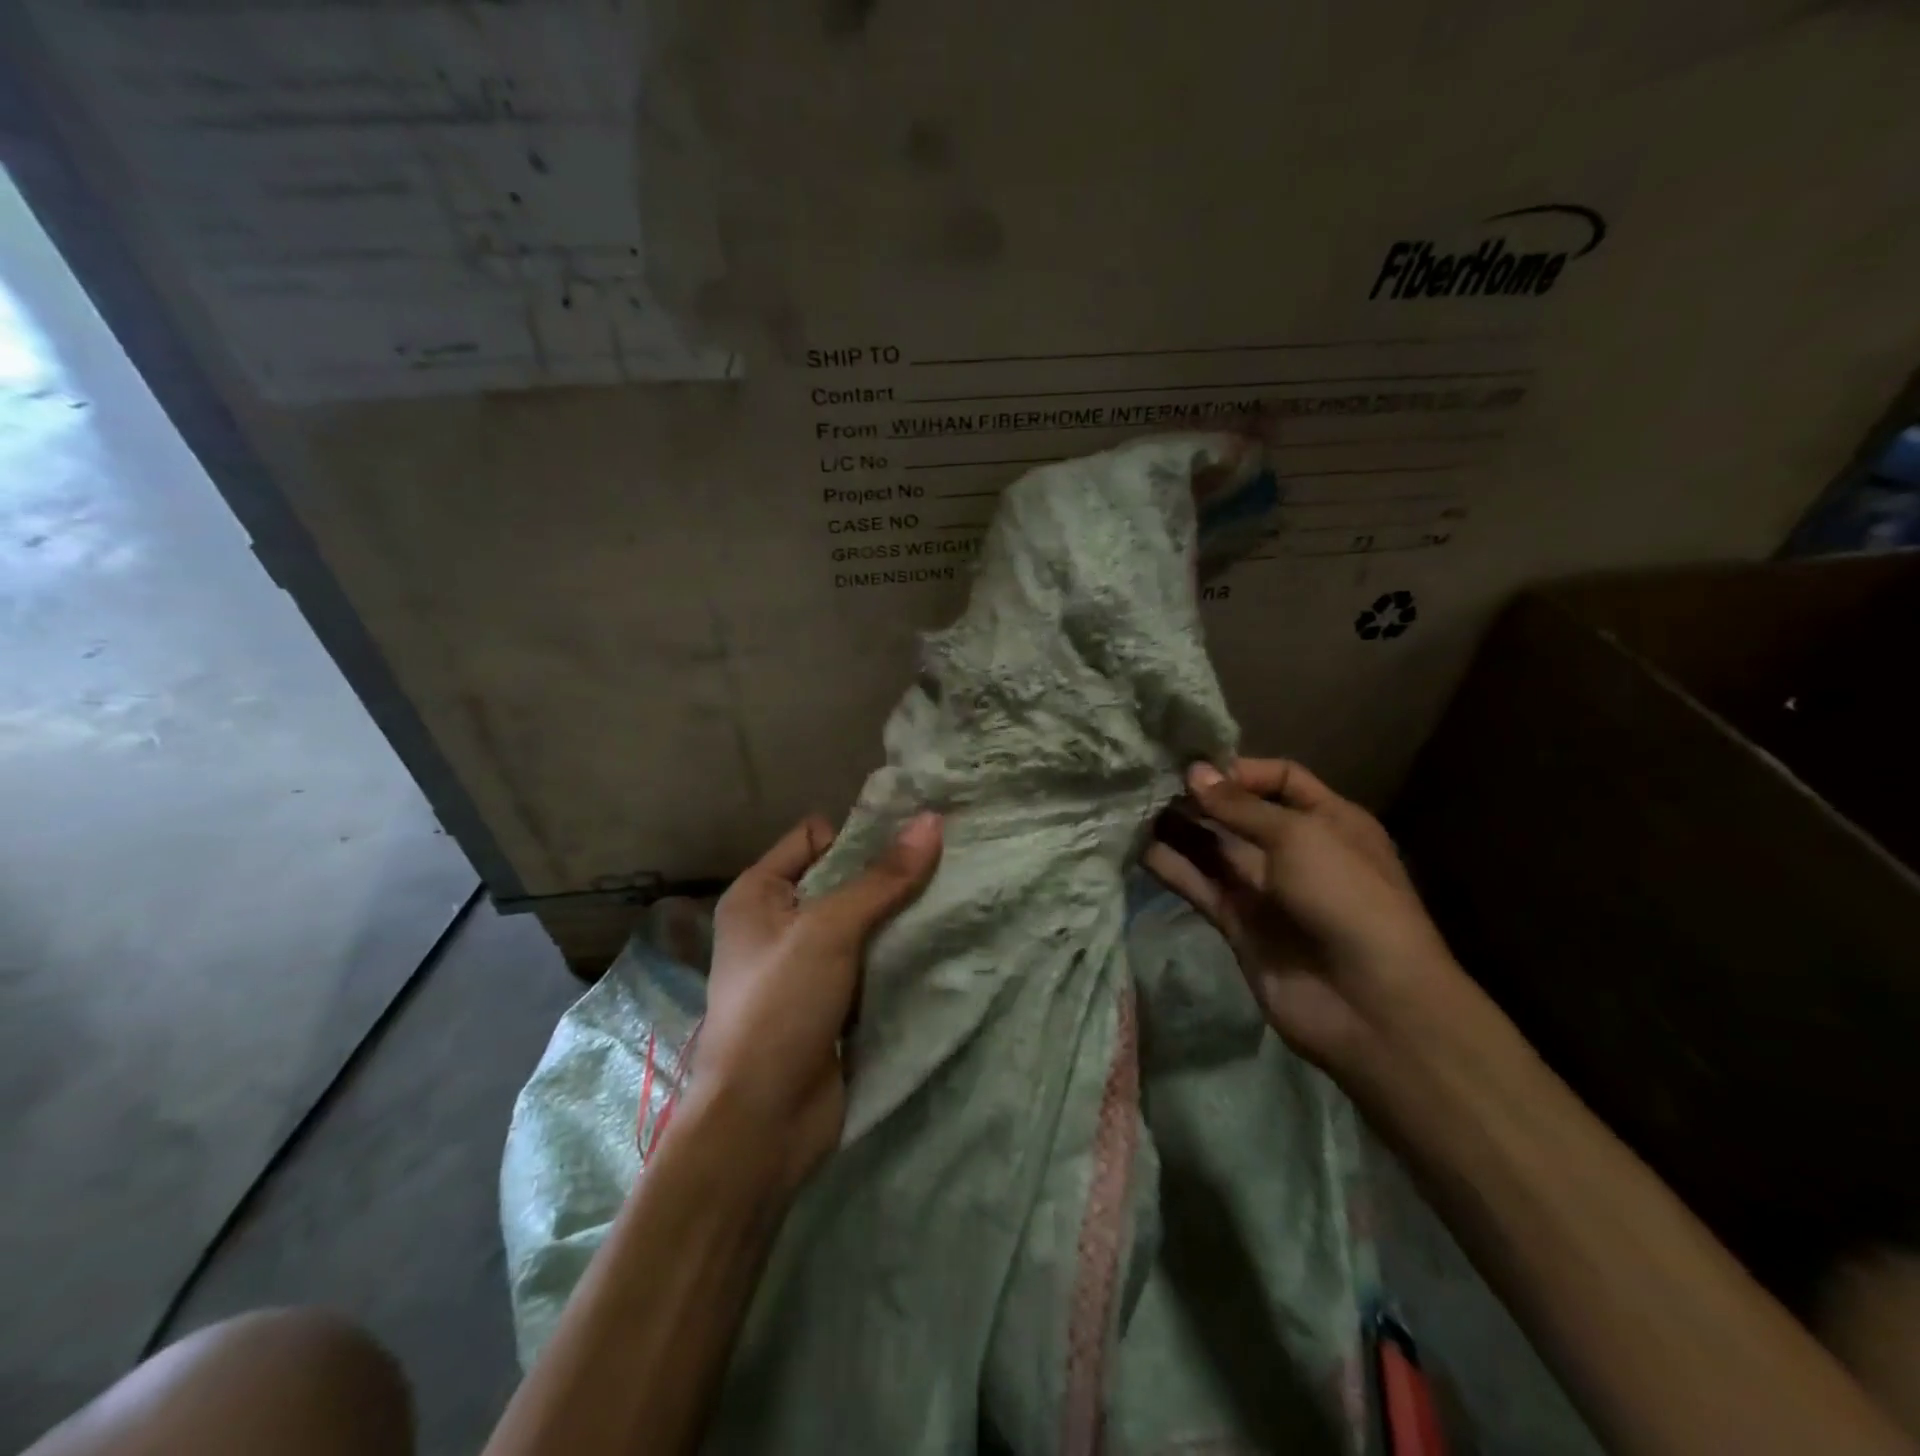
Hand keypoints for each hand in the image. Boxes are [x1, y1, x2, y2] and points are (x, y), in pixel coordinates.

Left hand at [688, 812, 942, 1194]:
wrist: (762, 1122)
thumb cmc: (780, 1007)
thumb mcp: (829, 931)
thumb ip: (882, 878)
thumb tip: (932, 821)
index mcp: (759, 893)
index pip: (815, 837)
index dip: (861, 832)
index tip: (916, 834)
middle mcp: (779, 922)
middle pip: (843, 880)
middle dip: (890, 874)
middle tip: (950, 860)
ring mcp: (807, 965)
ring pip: (863, 923)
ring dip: (901, 916)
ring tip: (956, 895)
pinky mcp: (833, 1002)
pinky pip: (872, 962)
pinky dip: (900, 954)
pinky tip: (942, 941)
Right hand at [1146, 758, 1457, 1070]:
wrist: (1370, 1004)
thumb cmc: (1347, 898)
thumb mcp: (1299, 836)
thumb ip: (1240, 806)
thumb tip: (1194, 772)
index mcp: (1328, 820)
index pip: (1281, 778)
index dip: (1240, 770)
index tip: (1193, 766)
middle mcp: (1294, 849)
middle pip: (1239, 813)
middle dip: (1199, 798)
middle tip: (1149, 781)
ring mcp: (1264, 888)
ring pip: (1212, 849)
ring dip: (1177, 829)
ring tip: (1133, 808)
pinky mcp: (1237, 923)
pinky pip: (1199, 886)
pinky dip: (1171, 868)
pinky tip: (1138, 848)